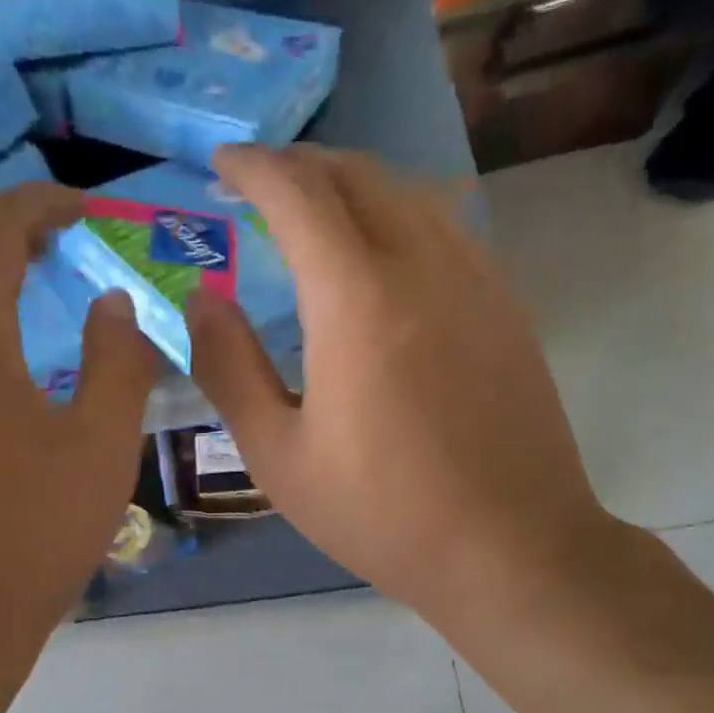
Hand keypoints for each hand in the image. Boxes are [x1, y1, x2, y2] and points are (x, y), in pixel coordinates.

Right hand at [187, 145, 621, 633]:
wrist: (511, 548)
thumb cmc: (381, 513)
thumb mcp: (278, 455)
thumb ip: (229, 367)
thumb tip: (202, 300)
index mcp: (357, 299)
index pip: (298, 194)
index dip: (253, 167)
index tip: (220, 163)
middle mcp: (422, 264)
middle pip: (358, 175)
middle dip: (300, 164)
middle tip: (259, 182)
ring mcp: (477, 279)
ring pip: (409, 192)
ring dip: (353, 183)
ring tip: (314, 208)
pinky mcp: (507, 304)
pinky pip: (446, 226)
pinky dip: (398, 213)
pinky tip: (381, 252)